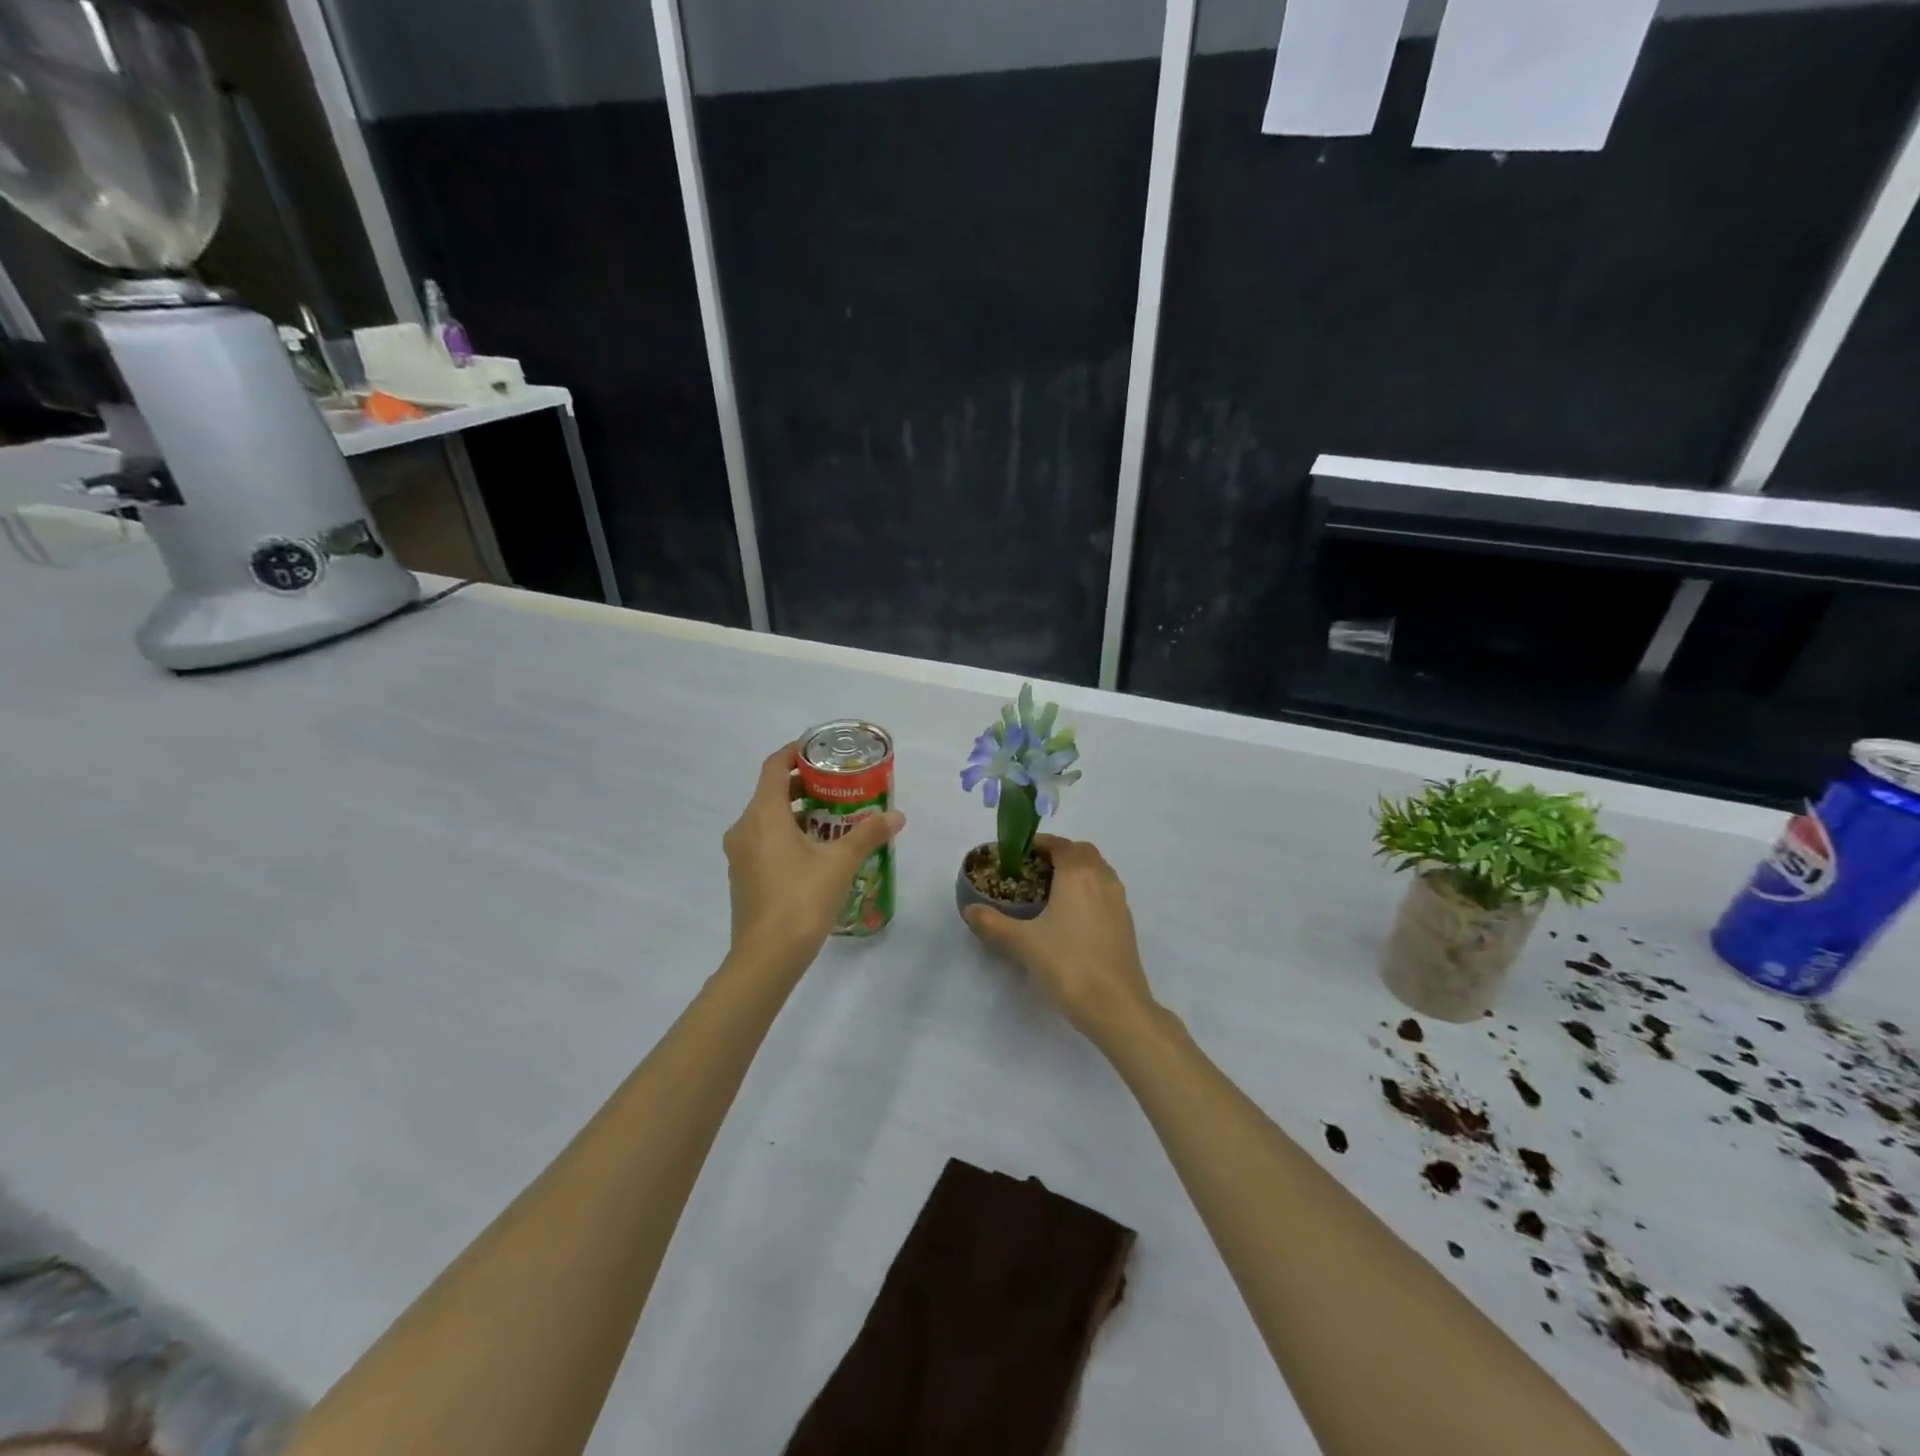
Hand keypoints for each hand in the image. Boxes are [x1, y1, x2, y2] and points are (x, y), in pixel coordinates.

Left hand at [723, 742, 904, 975]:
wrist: (766, 958)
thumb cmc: (801, 900)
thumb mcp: (840, 864)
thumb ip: (868, 834)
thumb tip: (897, 816)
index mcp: (763, 815)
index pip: (773, 766)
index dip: (794, 752)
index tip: (819, 750)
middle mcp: (745, 829)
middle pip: (771, 793)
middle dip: (802, 785)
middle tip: (837, 787)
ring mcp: (740, 855)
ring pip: (767, 819)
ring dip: (796, 813)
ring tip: (833, 820)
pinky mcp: (744, 877)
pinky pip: (764, 842)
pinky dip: (786, 836)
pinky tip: (816, 853)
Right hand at [962, 835, 1157, 1045]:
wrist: (1116, 1006)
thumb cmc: (1068, 965)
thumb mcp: (1023, 943)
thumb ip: (993, 924)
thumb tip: (969, 910)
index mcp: (1078, 874)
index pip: (1060, 845)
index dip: (1039, 845)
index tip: (1018, 855)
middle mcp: (1102, 879)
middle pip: (1083, 853)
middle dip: (1059, 855)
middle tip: (1033, 872)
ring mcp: (1119, 902)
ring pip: (1098, 872)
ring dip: (1077, 872)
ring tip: (1051, 893)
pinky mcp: (1126, 924)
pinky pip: (1106, 893)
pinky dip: (1089, 892)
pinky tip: (1071, 918)